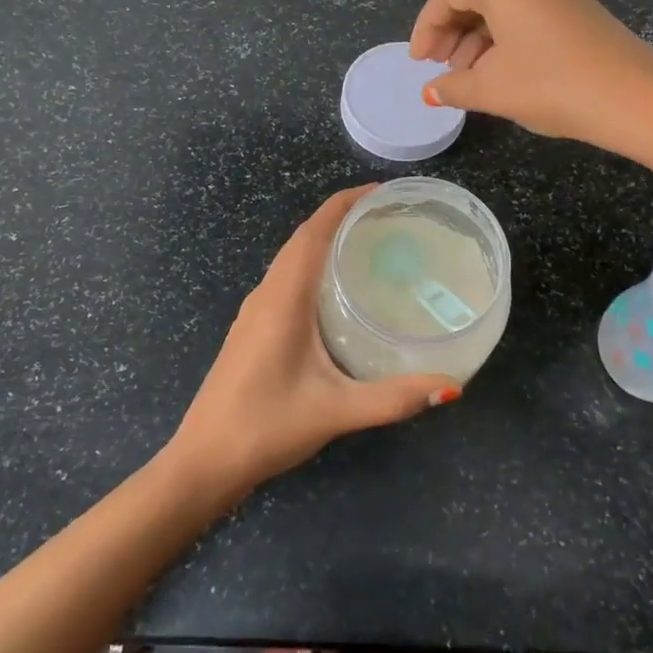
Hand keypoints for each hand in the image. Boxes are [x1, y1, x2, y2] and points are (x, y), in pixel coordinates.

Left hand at [168, 187, 460, 500]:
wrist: (202, 462)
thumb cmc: (265, 426)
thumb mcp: (335, 411)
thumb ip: (393, 398)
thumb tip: (451, 388)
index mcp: (283, 297)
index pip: (314, 230)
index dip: (345, 202)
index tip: (383, 191)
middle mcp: (267, 294)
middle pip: (304, 238)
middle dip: (342, 217)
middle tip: (389, 218)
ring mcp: (255, 312)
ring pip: (292, 259)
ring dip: (325, 241)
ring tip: (370, 245)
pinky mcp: (253, 330)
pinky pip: (287, 280)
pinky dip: (314, 267)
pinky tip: (338, 293)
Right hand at [410, 0, 652, 156]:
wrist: (634, 100)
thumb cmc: (551, 86)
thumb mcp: (492, 89)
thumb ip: (453, 86)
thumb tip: (430, 92)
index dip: (426, 27)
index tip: (418, 62)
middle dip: (451, 32)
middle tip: (438, 68)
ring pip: (504, 7)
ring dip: (477, 39)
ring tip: (467, 77)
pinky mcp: (580, 9)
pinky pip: (528, 15)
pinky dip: (505, 39)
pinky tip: (502, 72)